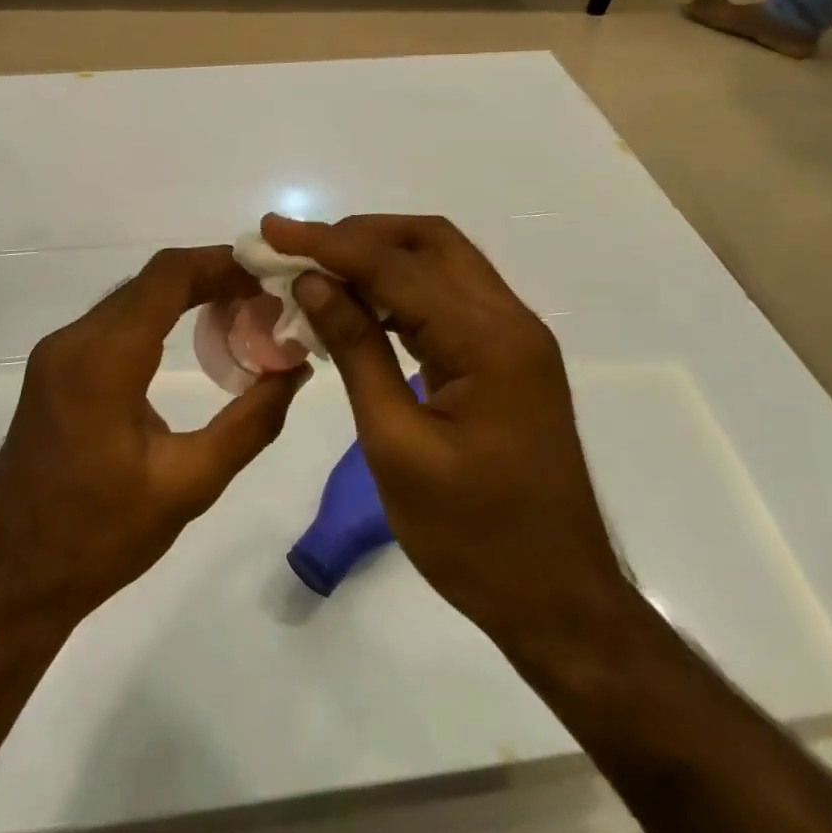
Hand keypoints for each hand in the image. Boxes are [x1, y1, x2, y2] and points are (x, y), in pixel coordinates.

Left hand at [0, 246, 307, 629]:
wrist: (10, 579)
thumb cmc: (99, 537)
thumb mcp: (189, 484)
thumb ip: (250, 423)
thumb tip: (295, 370)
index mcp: (102, 359)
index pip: (168, 276)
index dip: (222, 262)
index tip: (270, 273)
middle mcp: (74, 340)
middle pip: (151, 281)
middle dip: (212, 277)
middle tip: (267, 299)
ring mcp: (57, 352)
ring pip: (132, 298)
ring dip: (186, 295)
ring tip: (242, 316)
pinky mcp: (54, 369)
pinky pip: (114, 322)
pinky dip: (158, 317)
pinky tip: (193, 338)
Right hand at [263, 214, 627, 646]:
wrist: (559, 601)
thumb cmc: (473, 537)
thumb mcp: (397, 446)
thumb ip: (356, 352)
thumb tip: (311, 283)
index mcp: (488, 340)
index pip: (396, 266)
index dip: (329, 243)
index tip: (272, 231)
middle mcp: (510, 320)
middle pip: (430, 242)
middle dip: (359, 235)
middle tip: (298, 249)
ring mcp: (514, 337)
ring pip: (441, 263)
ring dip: (379, 258)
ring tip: (317, 272)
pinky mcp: (507, 357)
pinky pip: (449, 299)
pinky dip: (401, 290)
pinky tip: (360, 307)